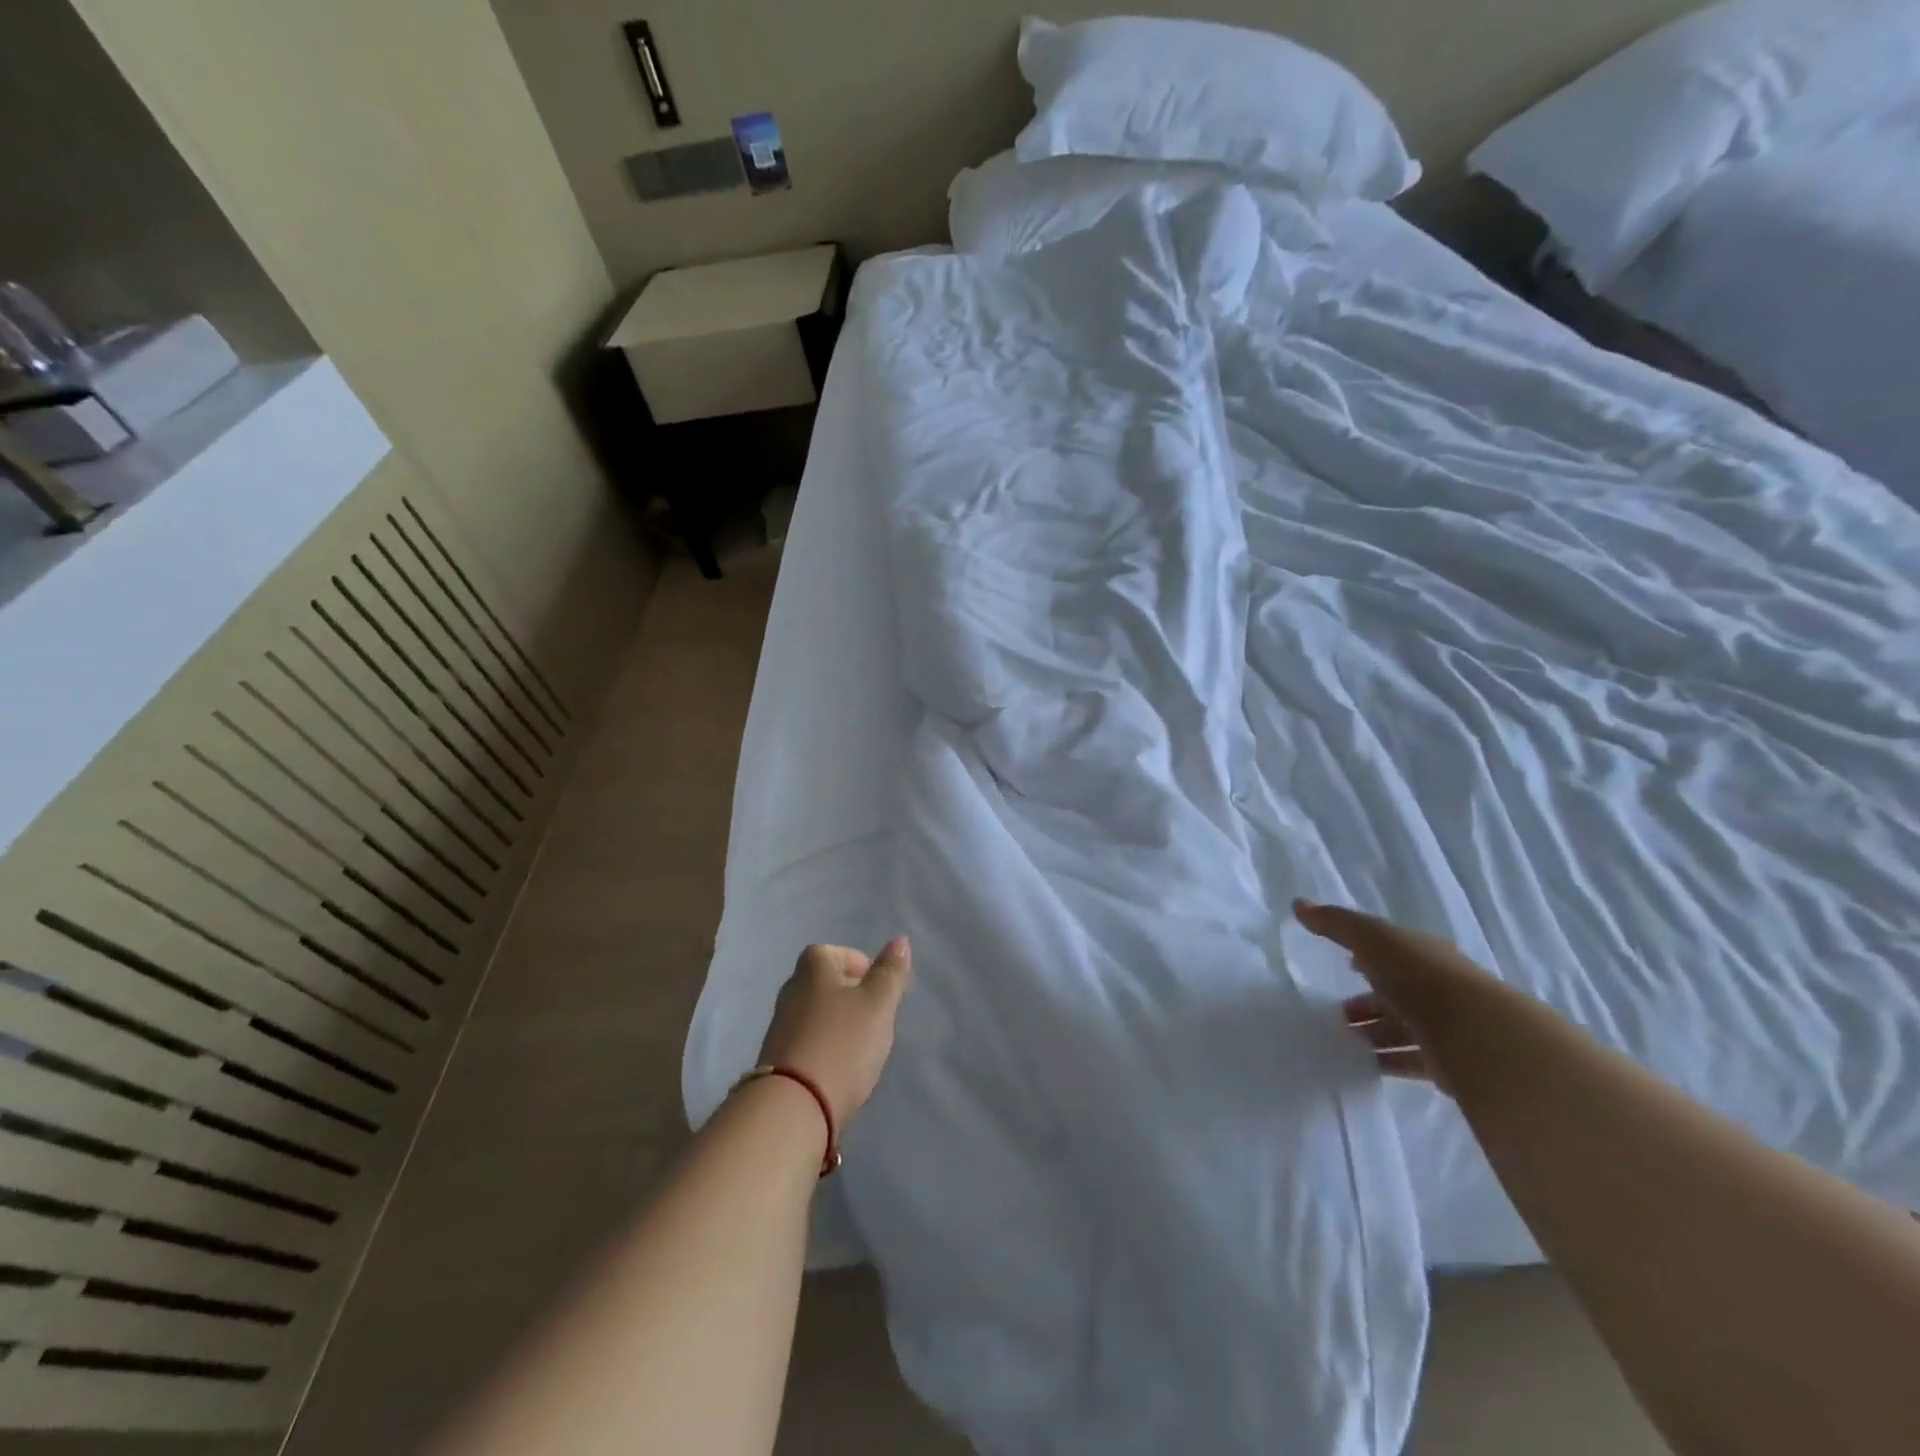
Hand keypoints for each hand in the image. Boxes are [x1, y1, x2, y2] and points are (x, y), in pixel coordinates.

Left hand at [758, 938, 911, 1129]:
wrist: (794, 1107)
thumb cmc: (843, 1043)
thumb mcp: (878, 1003)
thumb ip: (890, 972)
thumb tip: (900, 940)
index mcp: (812, 968)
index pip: (835, 952)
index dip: (859, 965)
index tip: (879, 989)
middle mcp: (791, 990)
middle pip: (825, 983)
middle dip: (850, 995)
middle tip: (876, 1016)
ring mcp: (780, 1026)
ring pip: (816, 1014)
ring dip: (838, 1024)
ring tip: (863, 1046)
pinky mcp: (776, 1060)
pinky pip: (808, 1042)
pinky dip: (826, 1047)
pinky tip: (841, 1069)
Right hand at [1295, 900, 1499, 1090]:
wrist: (1474, 1034)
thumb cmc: (1418, 976)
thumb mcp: (1371, 938)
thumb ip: (1335, 923)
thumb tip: (1298, 903)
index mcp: (1422, 954)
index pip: (1392, 952)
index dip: (1366, 956)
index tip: (1343, 965)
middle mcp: (1436, 987)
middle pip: (1395, 993)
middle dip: (1366, 1001)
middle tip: (1335, 1013)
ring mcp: (1444, 1026)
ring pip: (1401, 1027)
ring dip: (1373, 1032)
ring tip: (1341, 1041)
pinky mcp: (1447, 1063)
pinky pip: (1409, 1060)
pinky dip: (1387, 1061)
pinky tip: (1363, 1065)